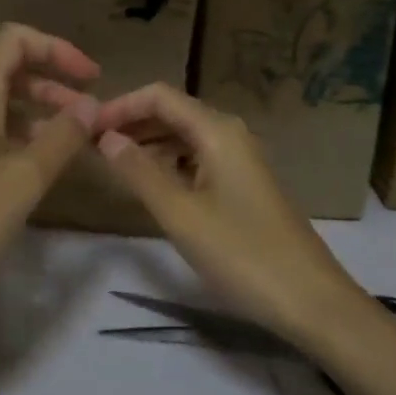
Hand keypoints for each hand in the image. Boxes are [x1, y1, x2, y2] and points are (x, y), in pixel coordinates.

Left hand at [0, 24, 100, 331]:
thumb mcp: (23, 181)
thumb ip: (62, 137)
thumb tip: (91, 104)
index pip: (14, 40)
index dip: (57, 49)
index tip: (92, 79)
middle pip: (6, 70)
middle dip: (52, 85)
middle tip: (88, 117)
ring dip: (36, 113)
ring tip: (69, 144)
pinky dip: (14, 136)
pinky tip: (32, 169)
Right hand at [91, 83, 369, 345]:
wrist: (309, 298)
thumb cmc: (242, 253)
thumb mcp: (181, 215)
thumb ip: (140, 172)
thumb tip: (106, 138)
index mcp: (217, 130)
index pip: (159, 96)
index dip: (120, 106)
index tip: (86, 128)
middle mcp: (230, 134)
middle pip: (172, 112)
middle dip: (132, 124)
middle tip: (91, 146)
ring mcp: (240, 159)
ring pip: (184, 137)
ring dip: (149, 144)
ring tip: (112, 164)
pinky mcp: (243, 184)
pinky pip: (198, 159)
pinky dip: (169, 164)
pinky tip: (150, 185)